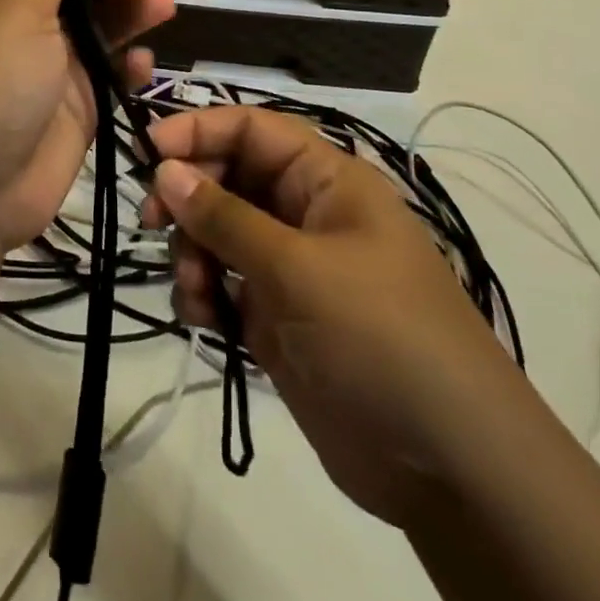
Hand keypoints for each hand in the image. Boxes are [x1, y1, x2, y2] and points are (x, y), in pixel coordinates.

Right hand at [140, 106, 538, 527]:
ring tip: (193, 287)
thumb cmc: (380, 339)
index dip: (199, 129)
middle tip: (152, 220)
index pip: (253, 129)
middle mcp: (305, 214)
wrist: (452, 471)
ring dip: (192, 250)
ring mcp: (291, 268)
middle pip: (228, 177)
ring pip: (218, 231)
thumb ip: (225, 217)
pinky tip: (201, 317)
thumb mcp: (298, 269)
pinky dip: (202, 292)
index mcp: (327, 182)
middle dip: (188, 195)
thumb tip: (165, 169)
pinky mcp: (277, 317)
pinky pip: (222, 283)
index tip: (148, 151)